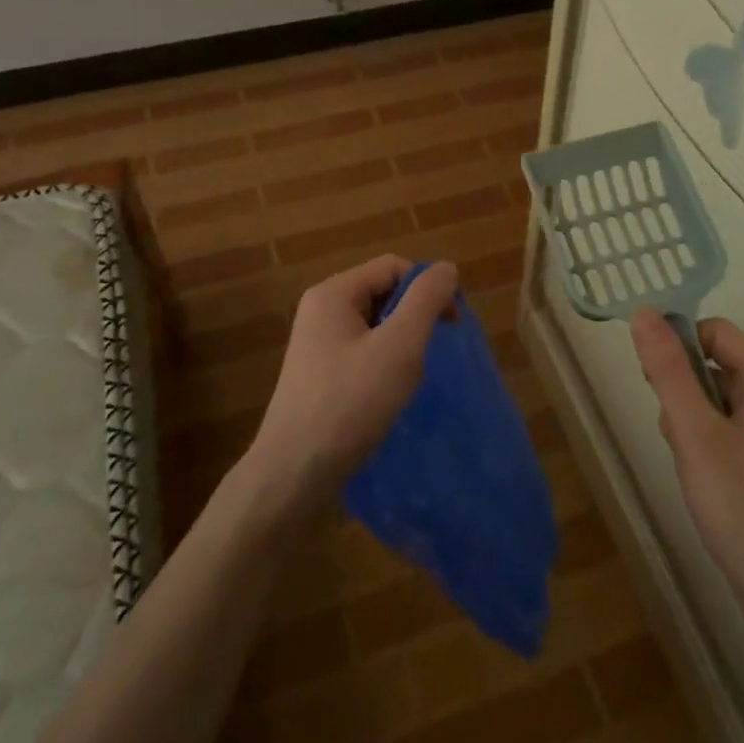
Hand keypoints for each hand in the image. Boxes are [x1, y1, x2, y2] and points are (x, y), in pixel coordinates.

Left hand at [246, 255, 458, 519]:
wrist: (293, 475)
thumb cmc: (349, 403)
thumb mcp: (399, 346)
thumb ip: (426, 300)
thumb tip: (446, 268)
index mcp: (333, 293)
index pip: (393, 267)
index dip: (426, 288)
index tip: (450, 324)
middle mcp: (320, 311)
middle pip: (382, 293)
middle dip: (413, 318)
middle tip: (430, 354)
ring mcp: (315, 344)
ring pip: (374, 326)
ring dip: (400, 345)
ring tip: (408, 379)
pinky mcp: (318, 375)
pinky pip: (361, 352)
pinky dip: (382, 365)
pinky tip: (388, 395)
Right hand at [631, 310, 743, 639]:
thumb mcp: (695, 435)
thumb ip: (668, 371)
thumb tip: (643, 312)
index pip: (714, 331)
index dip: (678, 346)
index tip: (651, 382)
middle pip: (716, 364)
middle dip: (683, 390)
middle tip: (675, 433)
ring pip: (719, 399)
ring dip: (692, 420)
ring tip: (691, 464)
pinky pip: (732, 430)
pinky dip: (708, 444)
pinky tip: (704, 481)